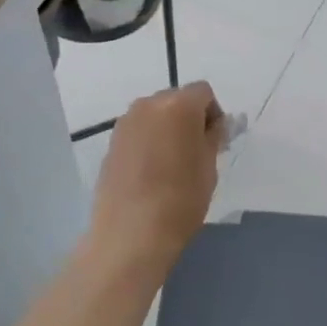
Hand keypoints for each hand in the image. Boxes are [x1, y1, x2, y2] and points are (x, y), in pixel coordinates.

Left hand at [90, 83, 225, 269]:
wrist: (131, 233)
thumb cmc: (181, 199)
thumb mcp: (209, 167)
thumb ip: (213, 137)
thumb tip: (213, 126)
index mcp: (178, 105)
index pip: (203, 92)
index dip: (213, 113)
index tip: (215, 141)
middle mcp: (148, 105)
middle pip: (176, 100)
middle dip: (189, 118)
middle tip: (196, 152)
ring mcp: (125, 124)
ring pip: (154, 116)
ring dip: (167, 130)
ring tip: (173, 164)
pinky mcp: (111, 144)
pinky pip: (138, 132)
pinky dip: (148, 142)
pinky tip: (152, 173)